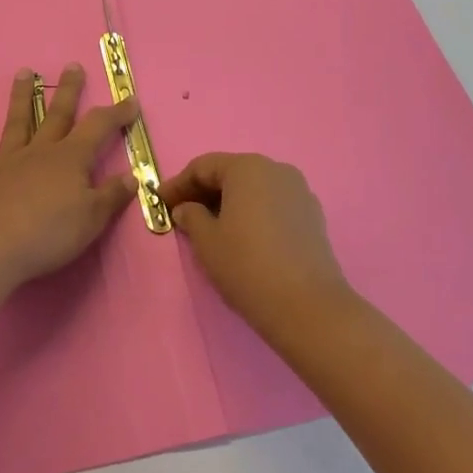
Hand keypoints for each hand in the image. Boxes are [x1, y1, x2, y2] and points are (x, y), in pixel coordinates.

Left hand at [0, 64, 139, 290]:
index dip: (116, 113)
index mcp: (70, 159)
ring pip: (17, 122)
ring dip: (21, 96)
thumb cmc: (49, 235)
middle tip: (73, 65)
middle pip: (57, 115)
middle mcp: (39, 152)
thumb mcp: (92, 220)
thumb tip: (131, 176)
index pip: (98, 127)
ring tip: (24, 72)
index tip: (130, 100)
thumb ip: (112, 196)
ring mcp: (7, 162)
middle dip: (68, 90)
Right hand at [165, 153, 352, 338]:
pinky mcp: (312, 215)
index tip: (160, 202)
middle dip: (204, 191)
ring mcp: (298, 191)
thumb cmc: (247, 265)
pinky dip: (253, 213)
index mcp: (247, 167)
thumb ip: (191, 217)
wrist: (308, 306)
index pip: (203, 166)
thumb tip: (186, 209)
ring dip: (229, 202)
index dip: (178, 184)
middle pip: (231, 173)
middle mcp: (275, 169)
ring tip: (210, 226)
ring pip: (254, 189)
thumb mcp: (207, 242)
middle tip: (181, 213)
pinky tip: (242, 236)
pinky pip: (273, 204)